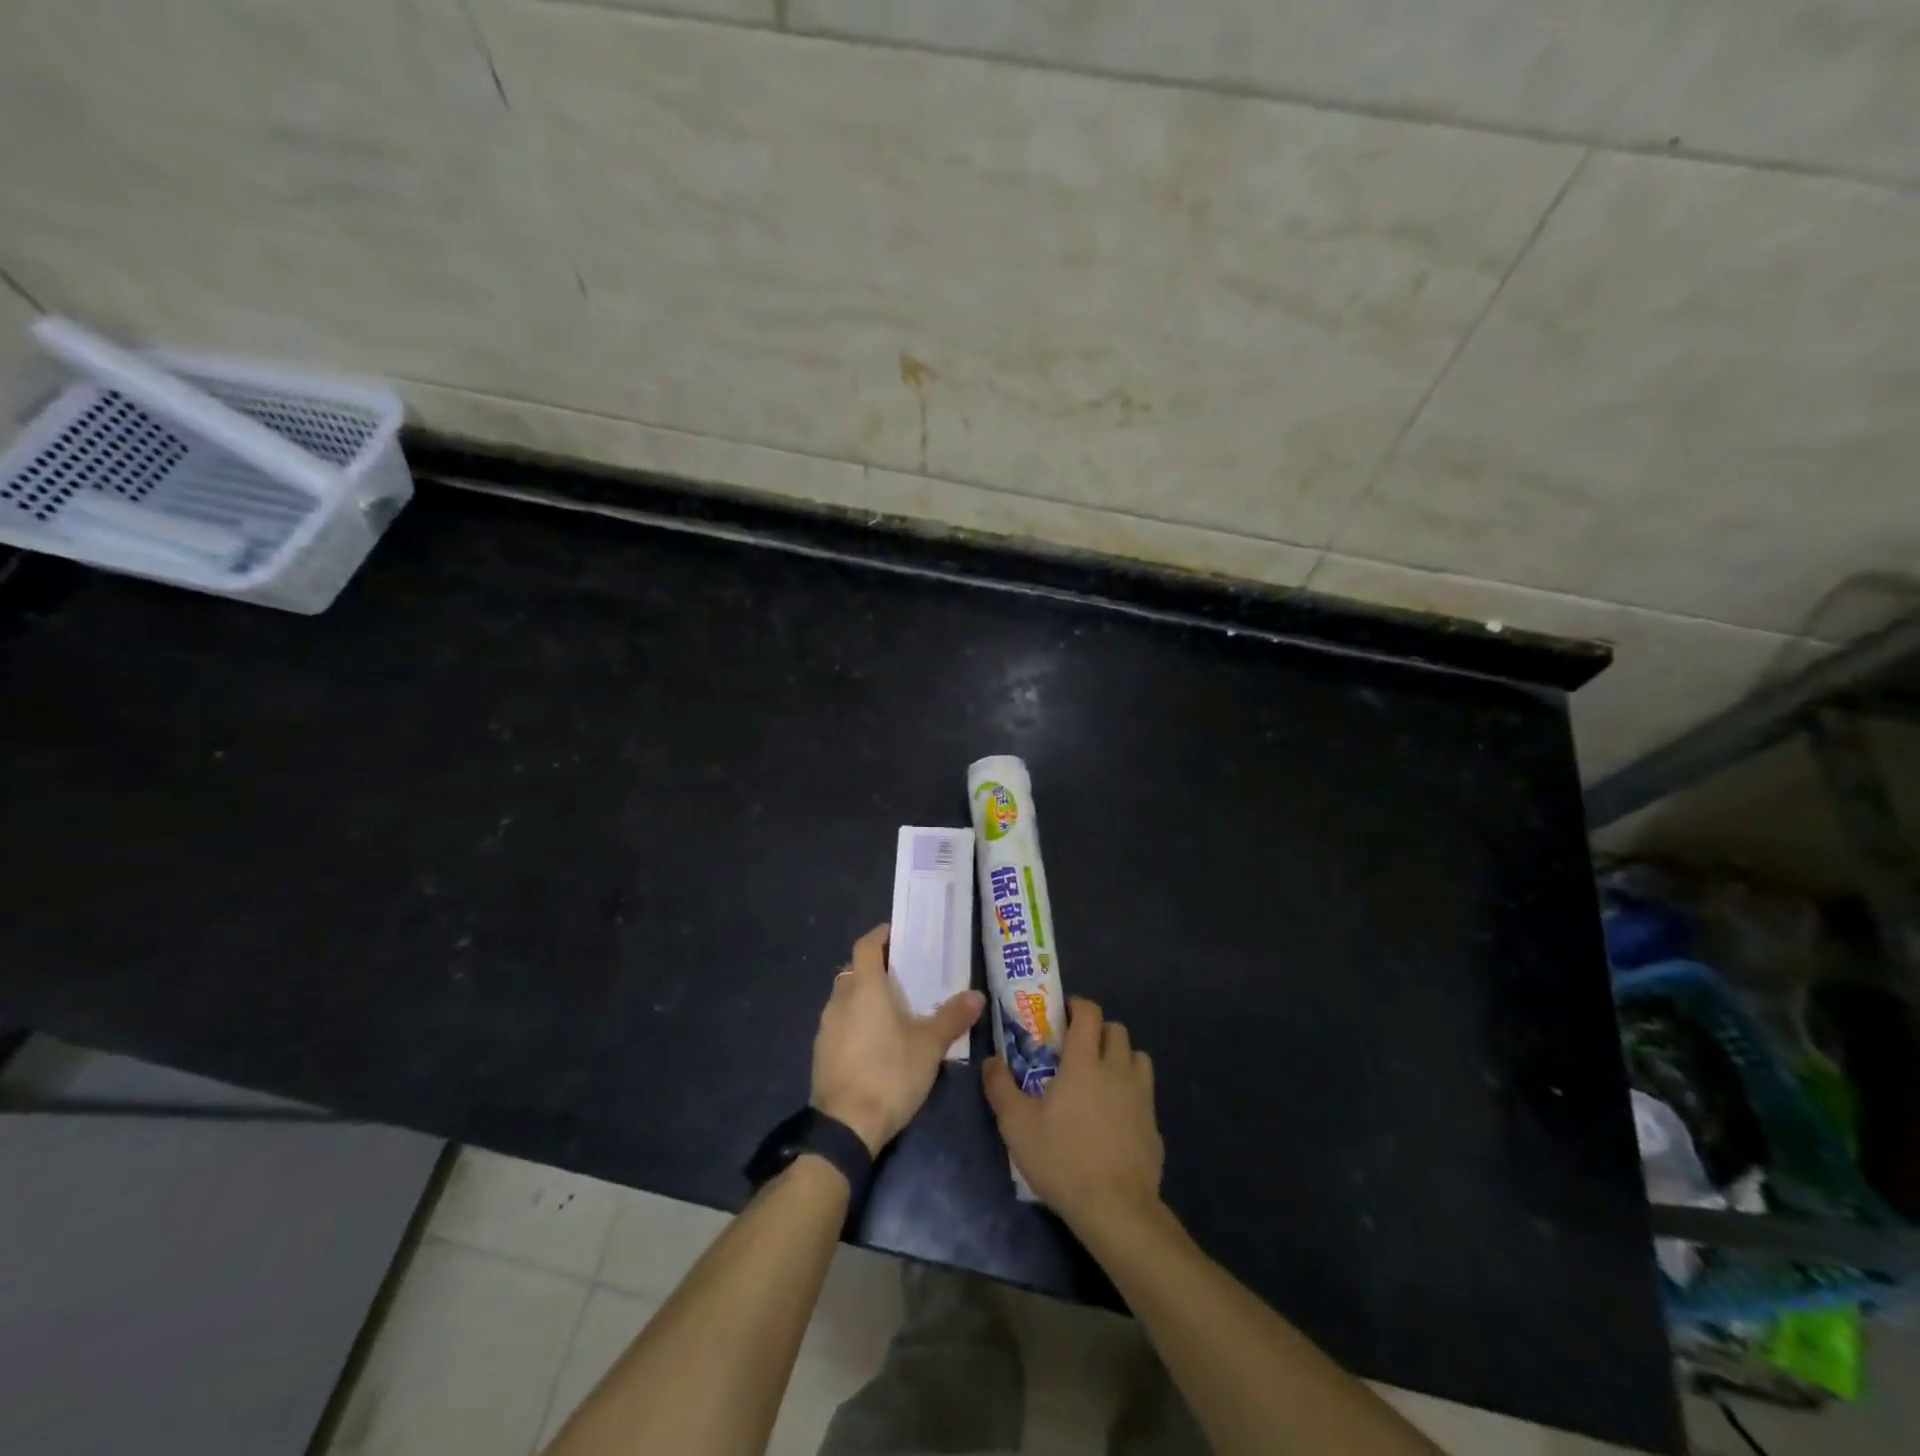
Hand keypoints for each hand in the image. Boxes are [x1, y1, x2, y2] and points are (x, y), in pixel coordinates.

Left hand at [811, 923, 984, 1155]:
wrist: (845, 1127)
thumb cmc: (890, 1074)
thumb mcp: (929, 1046)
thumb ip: (952, 1017)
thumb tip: (977, 996)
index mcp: (864, 987)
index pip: (866, 945)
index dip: (881, 936)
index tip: (900, 935)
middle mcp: (840, 999)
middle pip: (855, 970)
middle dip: (877, 967)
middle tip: (905, 974)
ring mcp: (826, 1026)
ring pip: (846, 996)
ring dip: (865, 995)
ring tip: (895, 1008)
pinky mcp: (821, 1051)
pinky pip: (840, 1022)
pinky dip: (856, 1020)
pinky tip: (877, 1040)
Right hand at [983, 997, 1163, 1233]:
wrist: (1116, 1209)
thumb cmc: (1062, 1159)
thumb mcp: (1017, 1126)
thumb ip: (1000, 1087)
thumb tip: (991, 1060)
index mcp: (1084, 1061)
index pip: (1089, 1012)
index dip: (1077, 1006)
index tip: (1062, 1016)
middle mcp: (1117, 1069)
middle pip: (1116, 1029)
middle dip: (1097, 1031)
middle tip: (1077, 1049)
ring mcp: (1141, 1096)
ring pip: (1137, 1057)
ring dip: (1120, 1057)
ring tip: (1100, 1078)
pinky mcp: (1154, 1124)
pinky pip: (1145, 1093)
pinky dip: (1131, 1092)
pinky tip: (1115, 1118)